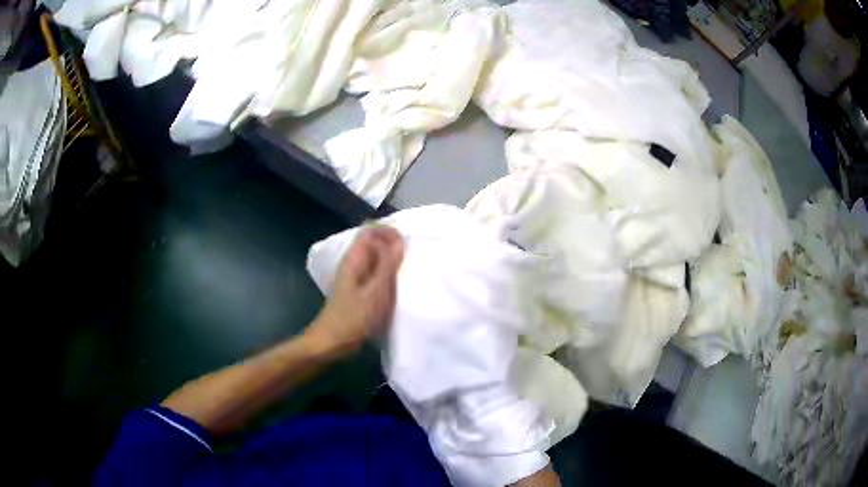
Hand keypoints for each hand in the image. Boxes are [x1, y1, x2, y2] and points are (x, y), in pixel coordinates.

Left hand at [306, 226, 403, 355]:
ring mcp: (355, 277)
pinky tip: (398, 287)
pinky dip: (387, 276)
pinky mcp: (358, 290)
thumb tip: (400, 240)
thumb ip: (387, 265)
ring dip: (392, 262)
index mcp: (354, 259)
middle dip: (393, 246)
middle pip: (374, 243)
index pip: (370, 230)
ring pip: (376, 259)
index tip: (407, 244)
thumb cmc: (353, 318)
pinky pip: (375, 274)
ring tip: (409, 271)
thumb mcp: (375, 292)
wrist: (331, 342)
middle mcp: (353, 263)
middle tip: (412, 258)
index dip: (388, 231)